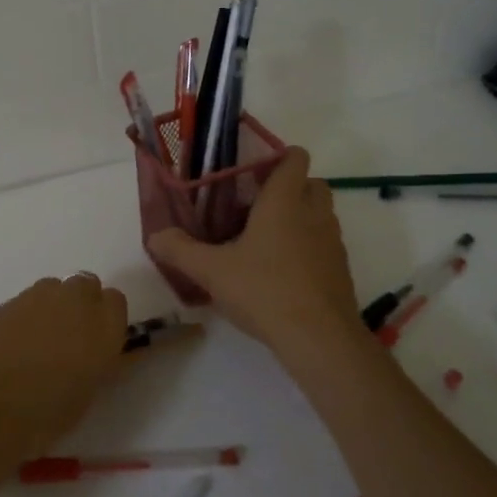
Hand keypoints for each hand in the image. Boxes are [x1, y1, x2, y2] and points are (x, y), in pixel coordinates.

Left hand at [0, 274, 129, 483]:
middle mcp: (72, 302)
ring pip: (55, 289)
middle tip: (71, 341)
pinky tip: (13, 347)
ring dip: (54, 307)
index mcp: (102, 327)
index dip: (107, 321)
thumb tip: (103, 352)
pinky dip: (26, 316)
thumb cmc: (38, 418)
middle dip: (82, 306)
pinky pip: (26, 301)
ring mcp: (34, 298)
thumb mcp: (84, 397)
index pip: (116, 302)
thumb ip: (99, 365)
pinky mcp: (3, 303)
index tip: (99, 344)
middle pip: (86, 286)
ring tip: (40, 343)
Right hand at [147, 148, 363, 353]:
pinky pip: (326, 245)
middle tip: (258, 205)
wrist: (319, 339)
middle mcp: (314, 214)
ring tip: (268, 240)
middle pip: (313, 183)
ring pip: (322, 215)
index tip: (254, 171)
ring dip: (302, 218)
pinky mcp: (341, 270)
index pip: (295, 159)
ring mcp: (333, 242)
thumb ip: (180, 250)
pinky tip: (284, 272)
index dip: (279, 157)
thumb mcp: (212, 271)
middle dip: (291, 187)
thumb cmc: (264, 290)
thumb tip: (155, 236)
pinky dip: (310, 248)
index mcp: (284, 201)